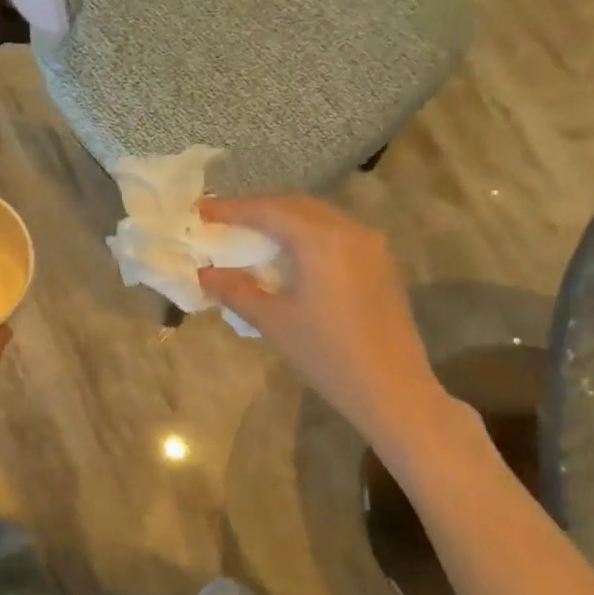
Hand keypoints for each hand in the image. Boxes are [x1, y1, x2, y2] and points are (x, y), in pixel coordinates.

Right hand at [197, 194, 447, 447]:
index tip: (200, 210)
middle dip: (257, 209)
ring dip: (282, 220)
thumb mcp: (273, 321)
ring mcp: (371, 245)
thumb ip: (236, 290)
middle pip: (295, 205)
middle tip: (222, 219)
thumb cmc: (328, 355)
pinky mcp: (380, 263)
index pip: (269, 211)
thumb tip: (205, 273)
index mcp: (322, 240)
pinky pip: (335, 233)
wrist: (392, 389)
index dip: (232, 208)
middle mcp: (350, 230)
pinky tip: (288, 254)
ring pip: (318, 217)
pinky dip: (304, 234)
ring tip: (250, 233)